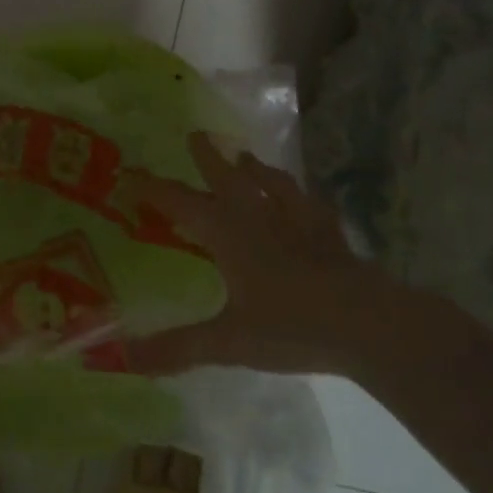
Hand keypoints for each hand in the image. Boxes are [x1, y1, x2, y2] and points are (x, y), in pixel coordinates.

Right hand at [123, 133, 391, 377]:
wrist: (365, 323)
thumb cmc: (291, 325)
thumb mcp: (228, 341)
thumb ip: (178, 347)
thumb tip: (126, 357)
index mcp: (229, 234)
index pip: (182, 203)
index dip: (155, 189)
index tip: (132, 175)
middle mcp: (259, 216)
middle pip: (228, 178)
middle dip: (208, 157)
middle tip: (196, 135)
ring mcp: (298, 220)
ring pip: (271, 183)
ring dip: (254, 168)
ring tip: (246, 157)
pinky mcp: (329, 233)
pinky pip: (310, 205)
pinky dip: (300, 197)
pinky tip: (305, 201)